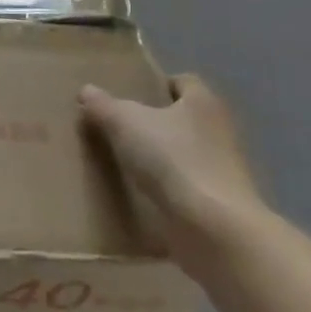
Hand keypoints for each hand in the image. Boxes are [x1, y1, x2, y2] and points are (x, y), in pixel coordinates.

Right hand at [79, 74, 265, 271]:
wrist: (215, 230)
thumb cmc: (173, 160)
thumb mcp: (124, 123)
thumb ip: (103, 105)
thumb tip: (87, 91)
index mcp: (202, 102)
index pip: (182, 82)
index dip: (156, 85)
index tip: (129, 96)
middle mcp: (219, 130)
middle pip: (182, 118)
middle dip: (154, 122)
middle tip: (118, 127)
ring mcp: (224, 170)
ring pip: (184, 153)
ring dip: (160, 158)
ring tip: (123, 162)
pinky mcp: (220, 204)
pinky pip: (186, 186)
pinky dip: (167, 189)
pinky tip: (140, 194)